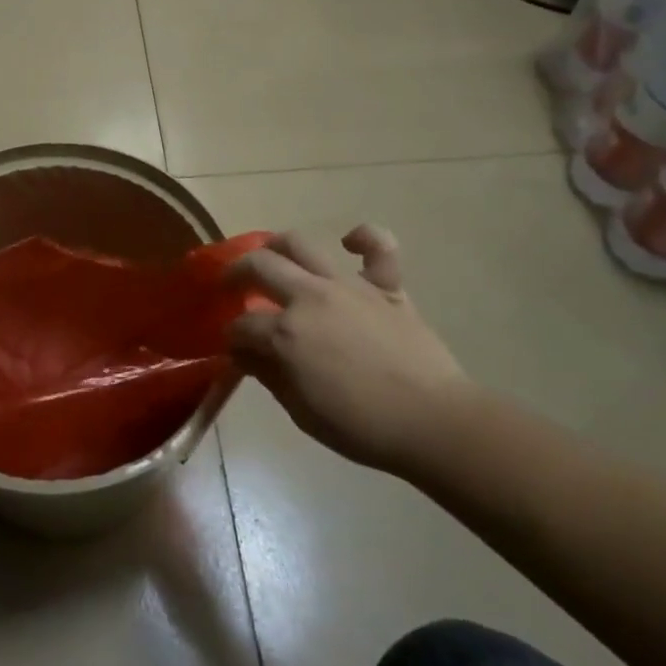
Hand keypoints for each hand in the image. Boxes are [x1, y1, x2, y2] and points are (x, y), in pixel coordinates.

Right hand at [229, 226, 474, 476]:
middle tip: (232, 286)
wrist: (433, 422)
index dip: (232, 336)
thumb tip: (246, 354)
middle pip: (259, 266)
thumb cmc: (362, 427)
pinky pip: (378, 247)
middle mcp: (309, 297)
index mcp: (285, 334)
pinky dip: (363, 238)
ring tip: (271, 256)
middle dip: (236, 274)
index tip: (234, 348)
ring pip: (301, 244)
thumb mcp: (301, 411)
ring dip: (277, 246)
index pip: (242, 326)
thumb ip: (268, 375)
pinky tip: (349, 242)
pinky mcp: (385, 286)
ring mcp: (348, 285)